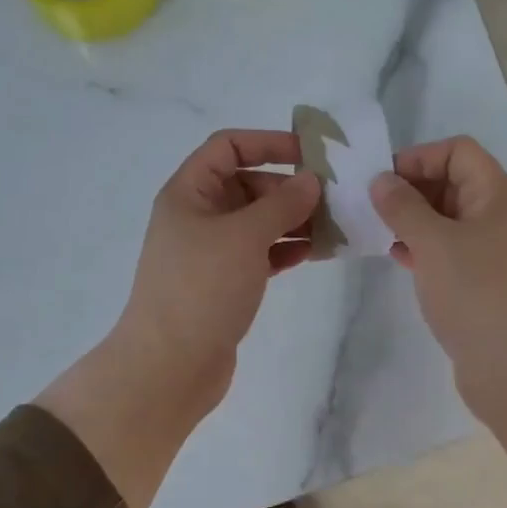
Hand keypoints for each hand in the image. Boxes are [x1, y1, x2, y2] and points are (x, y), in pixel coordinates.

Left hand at [37, 130, 318, 507]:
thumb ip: (281, 204)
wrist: (171, 365)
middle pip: (248, 185)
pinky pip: (260, 254)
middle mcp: (198, 217)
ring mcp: (211, 253)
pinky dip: (285, 250)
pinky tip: (316, 253)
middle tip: (334, 198)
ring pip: (258, 223)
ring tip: (335, 226)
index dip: (268, 143)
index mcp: (189, 193)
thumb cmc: (202, 289)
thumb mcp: (244, 236)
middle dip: (289, 188)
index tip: (312, 155)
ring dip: (294, 221)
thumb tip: (311, 180)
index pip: (228, 147)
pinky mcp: (225, 283)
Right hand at [371, 136, 506, 395]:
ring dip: (414, 221)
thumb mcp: (432, 242)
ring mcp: (495, 252)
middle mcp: (501, 217)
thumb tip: (382, 180)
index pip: (459, 152)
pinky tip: (398, 259)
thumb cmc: (474, 293)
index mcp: (498, 195)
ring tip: (377, 232)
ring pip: (449, 220)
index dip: (419, 158)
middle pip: (454, 183)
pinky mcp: (484, 282)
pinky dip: (424, 249)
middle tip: (371, 208)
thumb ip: (403, 206)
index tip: (382, 182)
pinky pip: (450, 252)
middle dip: (412, 190)